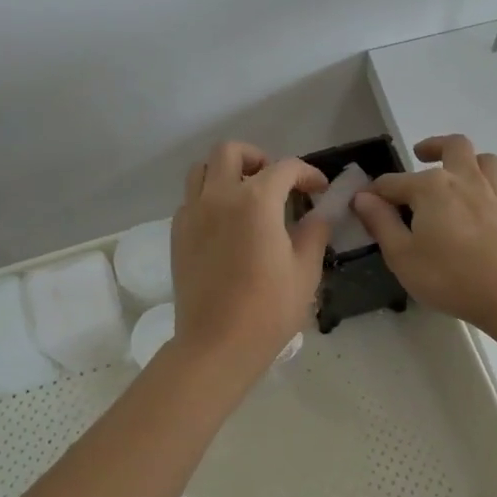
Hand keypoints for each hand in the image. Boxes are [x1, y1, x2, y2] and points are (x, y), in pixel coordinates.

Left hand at [170, 142, 328, 380]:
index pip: (285, 168)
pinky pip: (191, 199)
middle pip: (231, 151)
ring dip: (226, 172)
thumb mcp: (305, 271)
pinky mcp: (177, 234)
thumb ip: (314, 232)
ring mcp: (192, 213)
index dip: (307, 174)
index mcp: (255, 201)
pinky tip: (226, 224)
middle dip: (258, 158)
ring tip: (246, 196)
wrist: (217, 344)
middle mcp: (219, 196)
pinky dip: (209, 198)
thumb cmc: (268, 309)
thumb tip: (319, 215)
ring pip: (202, 169)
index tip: (320, 190)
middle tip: (276, 182)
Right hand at [351, 134, 496, 330]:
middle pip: (452, 146)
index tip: (361, 206)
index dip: (374, 193)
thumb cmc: (447, 276)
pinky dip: (486, 188)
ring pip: (484, 159)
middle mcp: (463, 179)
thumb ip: (381, 222)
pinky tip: (477, 204)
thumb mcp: (401, 255)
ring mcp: (492, 193)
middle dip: (432, 146)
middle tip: (419, 156)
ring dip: (467, 160)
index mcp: (431, 187)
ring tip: (454, 173)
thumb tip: (363, 197)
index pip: (392, 182)